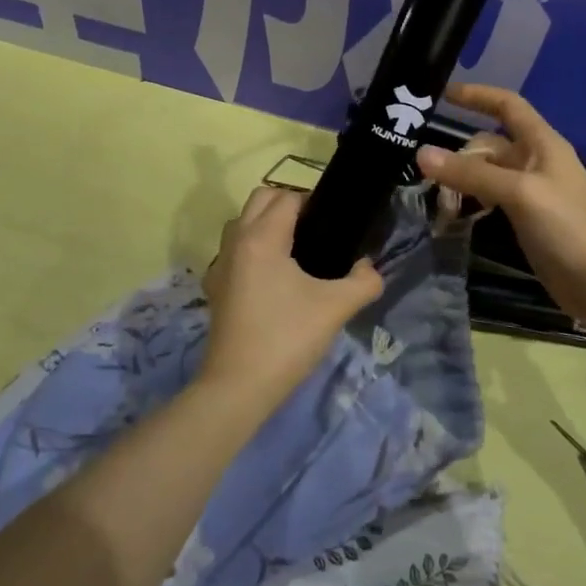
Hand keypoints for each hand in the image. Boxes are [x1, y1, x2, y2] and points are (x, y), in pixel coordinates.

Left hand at [200, 187, 384, 401]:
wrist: (238, 388)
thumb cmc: (287, 339)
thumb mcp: (336, 308)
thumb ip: (363, 281)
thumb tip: (369, 268)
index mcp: (262, 238)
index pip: (287, 197)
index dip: (313, 202)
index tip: (334, 223)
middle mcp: (236, 241)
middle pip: (260, 199)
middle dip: (287, 204)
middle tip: (316, 230)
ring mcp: (220, 265)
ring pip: (242, 223)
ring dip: (266, 224)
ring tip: (296, 251)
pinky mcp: (215, 287)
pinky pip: (235, 251)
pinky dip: (252, 249)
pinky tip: (273, 278)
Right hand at [415, 83, 585, 327]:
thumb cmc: (569, 227)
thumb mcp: (520, 193)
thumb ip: (472, 173)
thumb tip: (421, 153)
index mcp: (542, 143)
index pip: (507, 105)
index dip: (477, 96)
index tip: (442, 94)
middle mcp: (535, 161)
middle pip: (489, 144)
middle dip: (459, 154)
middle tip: (424, 173)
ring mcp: (531, 193)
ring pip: (486, 174)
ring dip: (461, 181)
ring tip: (433, 199)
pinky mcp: (526, 220)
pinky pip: (490, 200)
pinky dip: (471, 203)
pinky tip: (452, 217)